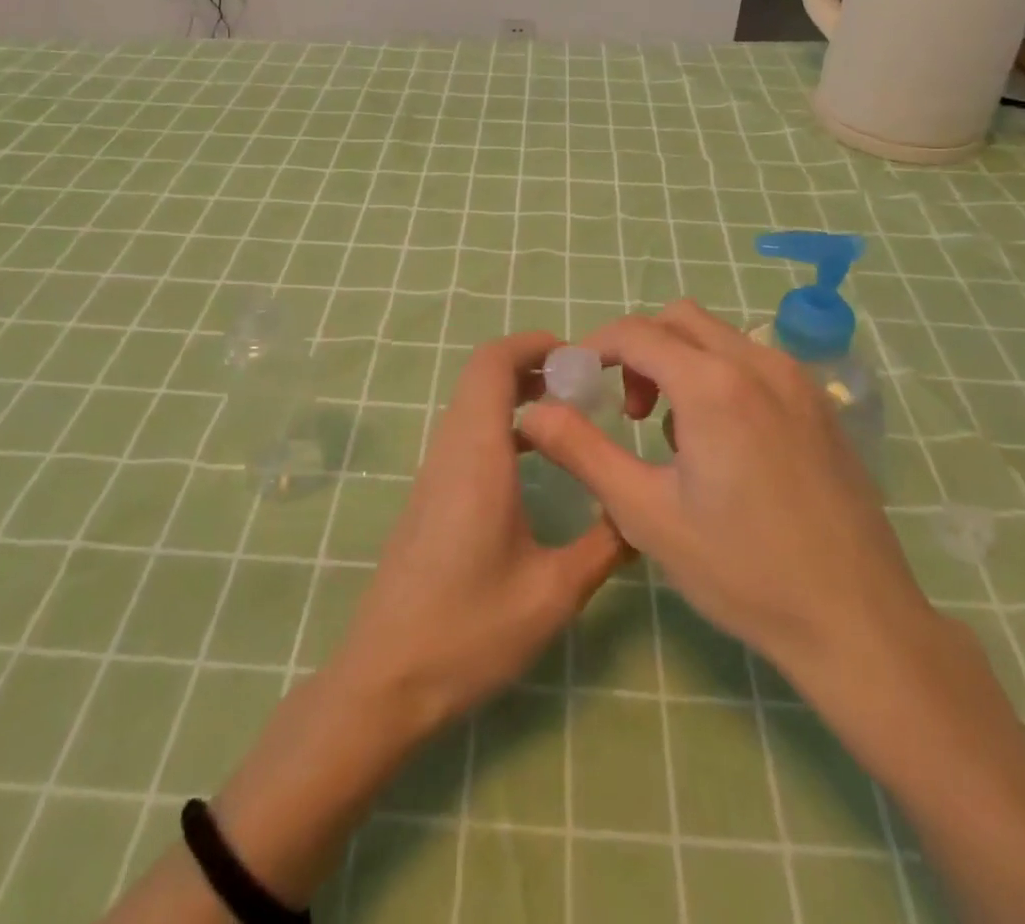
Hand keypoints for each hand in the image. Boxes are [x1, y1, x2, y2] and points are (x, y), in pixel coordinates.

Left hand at [333, 330, 630, 732]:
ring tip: (568, 415)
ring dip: (516, 394)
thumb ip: (604, 544)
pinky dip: (501, 423)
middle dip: (532, 365)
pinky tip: (534, 460)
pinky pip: (465, 434)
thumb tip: (640, 512)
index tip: (578, 357)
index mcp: (477, 455)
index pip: (491, 364)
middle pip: (482, 376)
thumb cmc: (469, 631)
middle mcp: (450, 450)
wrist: (384, 680)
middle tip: (583, 385)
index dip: (532, 344)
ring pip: (472, 404)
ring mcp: (433, 472)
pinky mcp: (429, 495)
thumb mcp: (554, 593)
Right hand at [518, 301, 948, 710]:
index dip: (594, 347)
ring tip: (674, 435)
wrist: (857, 621)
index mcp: (713, 384)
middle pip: (679, 320)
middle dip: (639, 350)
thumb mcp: (646, 513)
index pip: (636, 332)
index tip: (575, 382)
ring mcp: (797, 380)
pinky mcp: (820, 404)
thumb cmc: (742, 569)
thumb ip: (583, 450)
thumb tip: (532, 410)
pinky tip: (724, 443)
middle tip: (629, 409)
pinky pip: (754, 361)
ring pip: (719, 337)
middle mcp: (759, 363)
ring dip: (680, 362)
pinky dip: (720, 376)